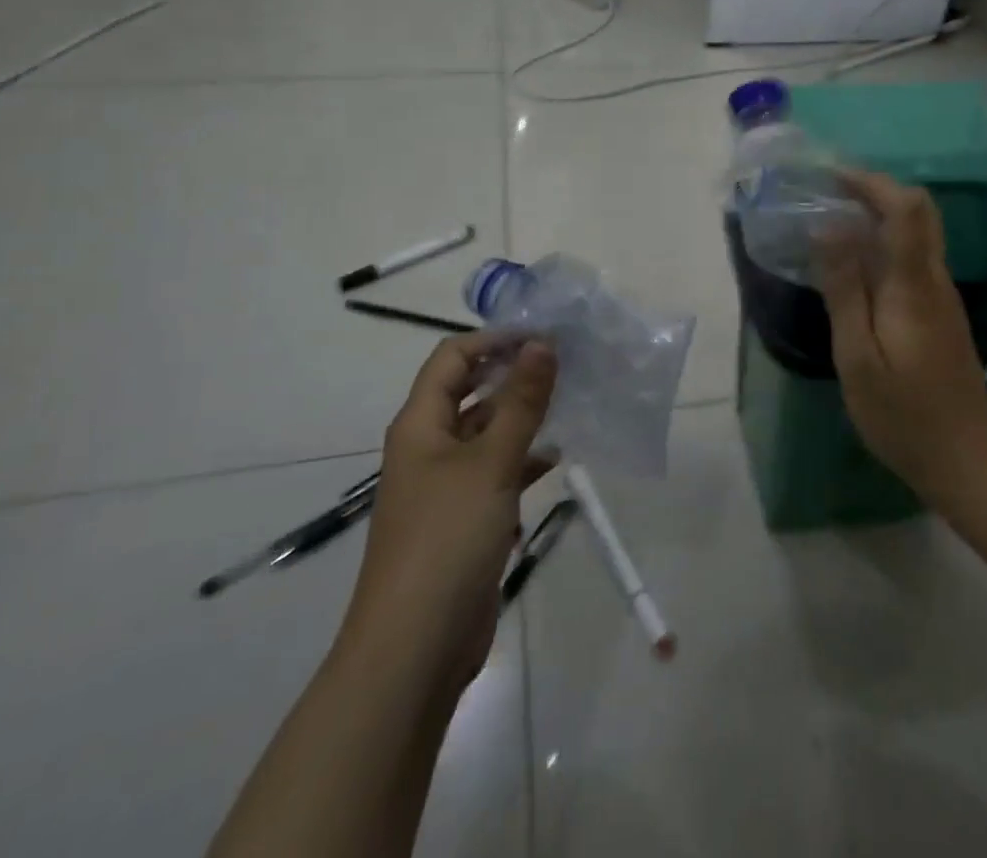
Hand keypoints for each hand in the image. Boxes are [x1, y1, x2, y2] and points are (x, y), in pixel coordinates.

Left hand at [335, 333, 557, 694]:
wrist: (415, 650)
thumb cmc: (447, 540)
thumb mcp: (490, 463)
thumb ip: (521, 402)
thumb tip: (542, 343)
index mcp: (421, 424)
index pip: (453, 357)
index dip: (495, 339)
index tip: (545, 336)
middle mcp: (429, 447)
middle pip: (471, 392)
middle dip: (514, 374)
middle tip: (566, 362)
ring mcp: (447, 485)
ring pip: (488, 432)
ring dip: (523, 416)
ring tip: (572, 400)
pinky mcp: (465, 519)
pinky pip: (497, 471)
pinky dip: (524, 459)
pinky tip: (558, 455)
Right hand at [813, 170, 986, 496]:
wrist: (965, 458)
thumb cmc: (903, 413)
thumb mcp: (857, 356)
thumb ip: (844, 289)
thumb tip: (828, 228)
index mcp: (914, 284)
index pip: (907, 208)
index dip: (871, 181)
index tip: (830, 177)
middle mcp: (935, 279)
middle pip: (919, 210)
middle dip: (875, 189)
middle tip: (828, 190)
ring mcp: (942, 295)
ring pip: (917, 232)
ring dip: (878, 212)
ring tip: (831, 218)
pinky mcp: (939, 312)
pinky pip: (913, 257)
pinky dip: (883, 242)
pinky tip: (853, 262)